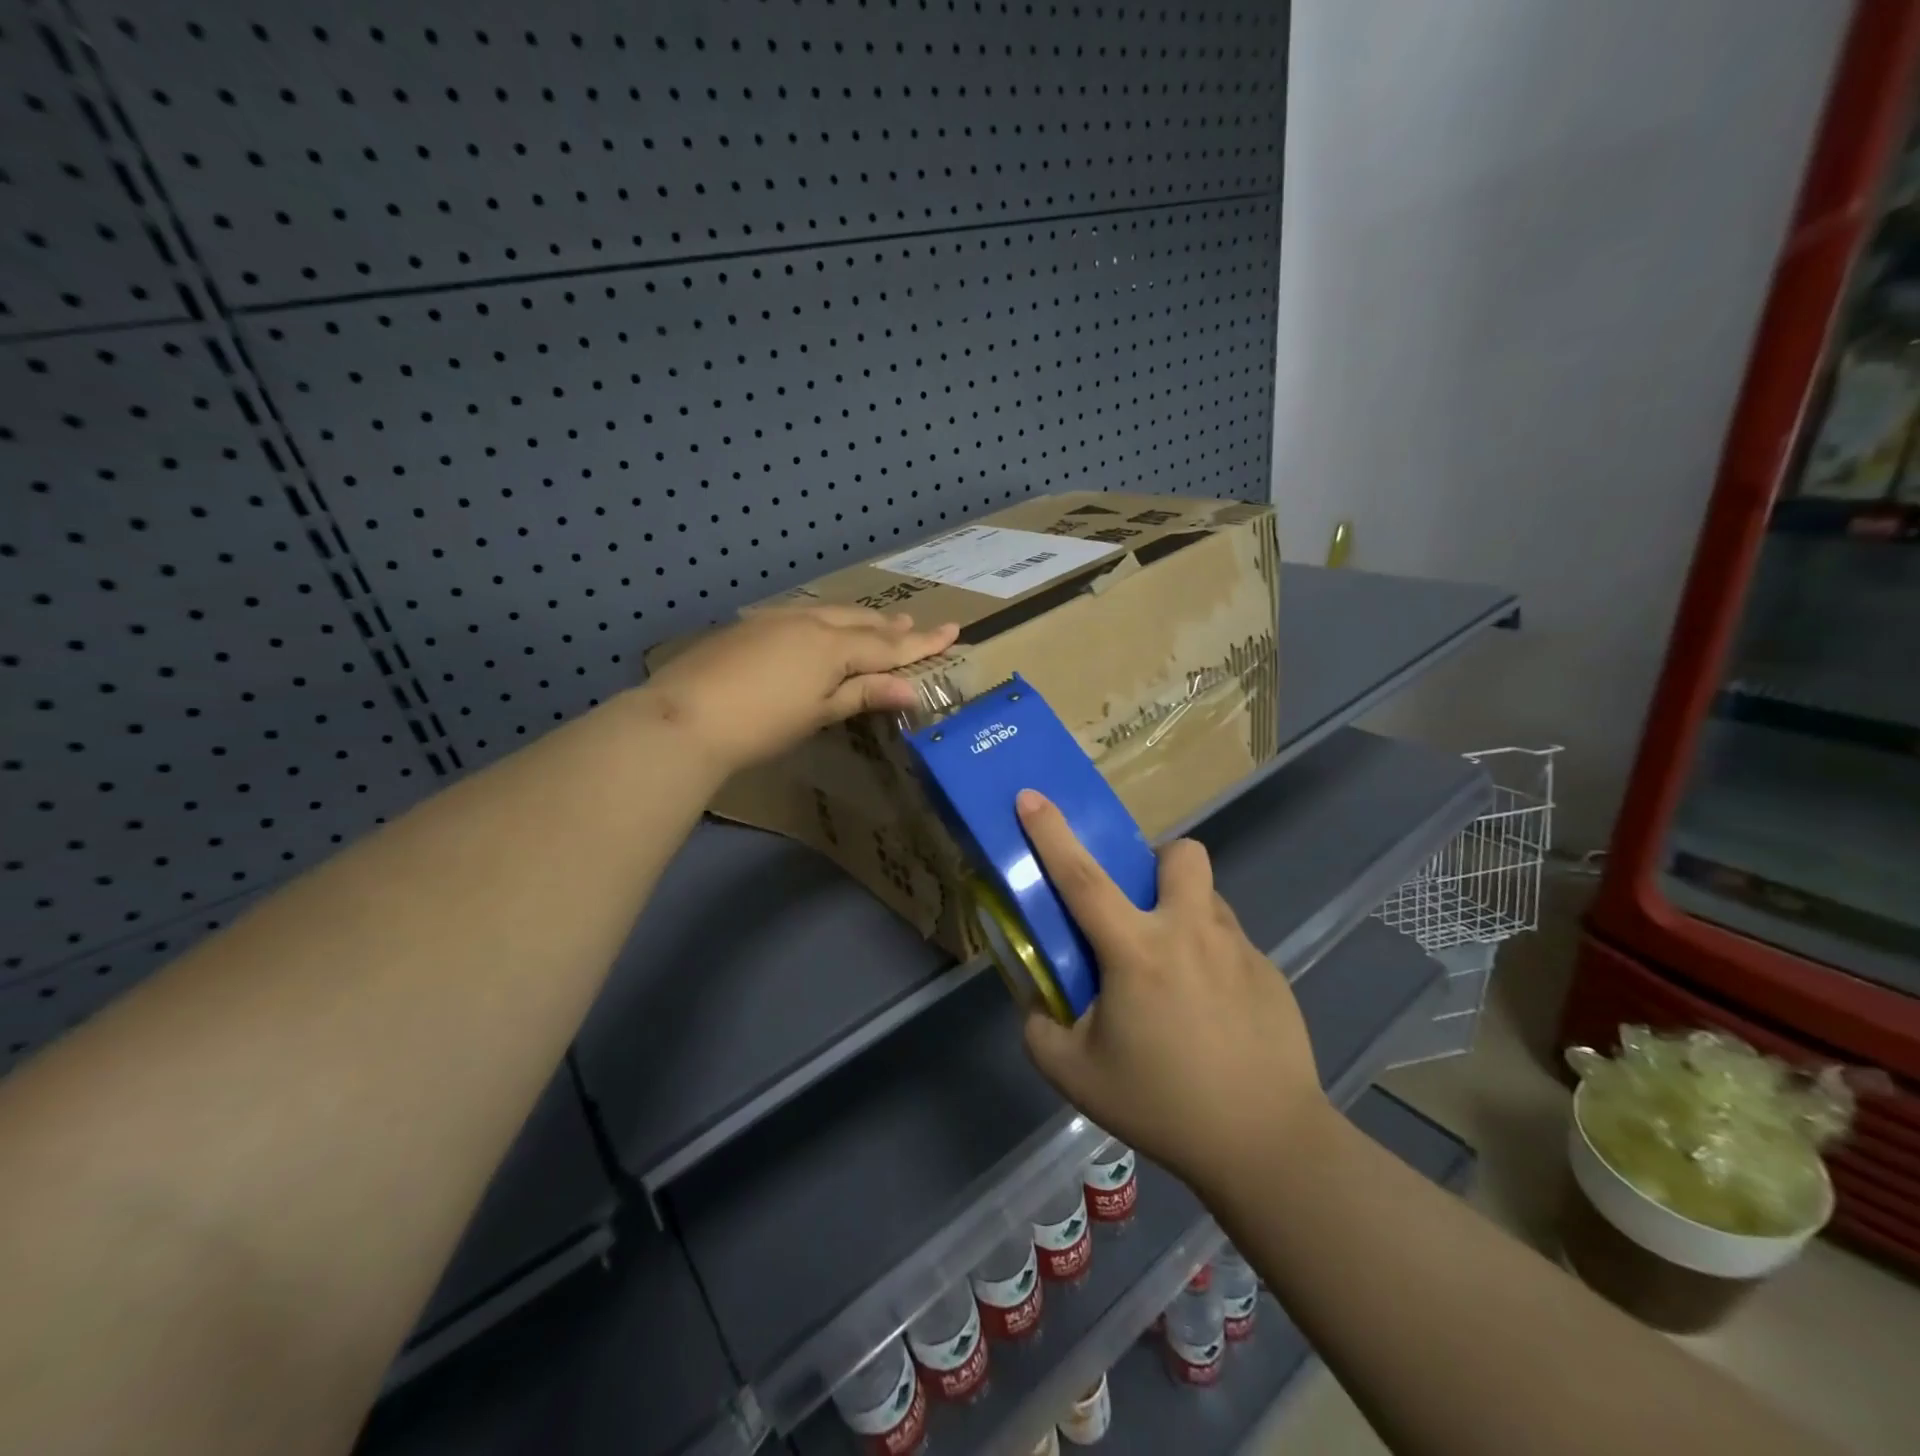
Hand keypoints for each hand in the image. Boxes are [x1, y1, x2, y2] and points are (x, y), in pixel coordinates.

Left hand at [640, 606, 958, 773]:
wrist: (686, 716)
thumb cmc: (762, 724)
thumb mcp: (819, 712)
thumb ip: (864, 693)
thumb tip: (911, 688)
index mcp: (833, 646)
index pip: (889, 645)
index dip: (922, 642)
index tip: (954, 630)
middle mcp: (810, 623)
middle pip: (861, 622)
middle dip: (890, 626)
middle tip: (914, 624)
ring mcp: (776, 620)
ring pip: (830, 613)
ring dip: (858, 619)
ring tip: (877, 621)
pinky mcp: (750, 627)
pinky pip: (803, 616)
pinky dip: (825, 621)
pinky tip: (820, 627)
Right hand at [1015, 790, 1327, 1195]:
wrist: (1269, 1145)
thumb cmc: (1164, 1105)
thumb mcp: (1077, 1077)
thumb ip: (1041, 1031)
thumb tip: (1038, 1003)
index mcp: (1137, 950)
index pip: (1082, 877)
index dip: (1051, 832)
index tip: (1031, 795)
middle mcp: (1190, 932)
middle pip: (1180, 854)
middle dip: (1156, 863)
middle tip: (1142, 911)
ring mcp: (1238, 948)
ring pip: (1207, 898)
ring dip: (1184, 913)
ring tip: (1175, 973)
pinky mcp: (1270, 972)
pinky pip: (1231, 942)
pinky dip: (1211, 957)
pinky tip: (1212, 1013)